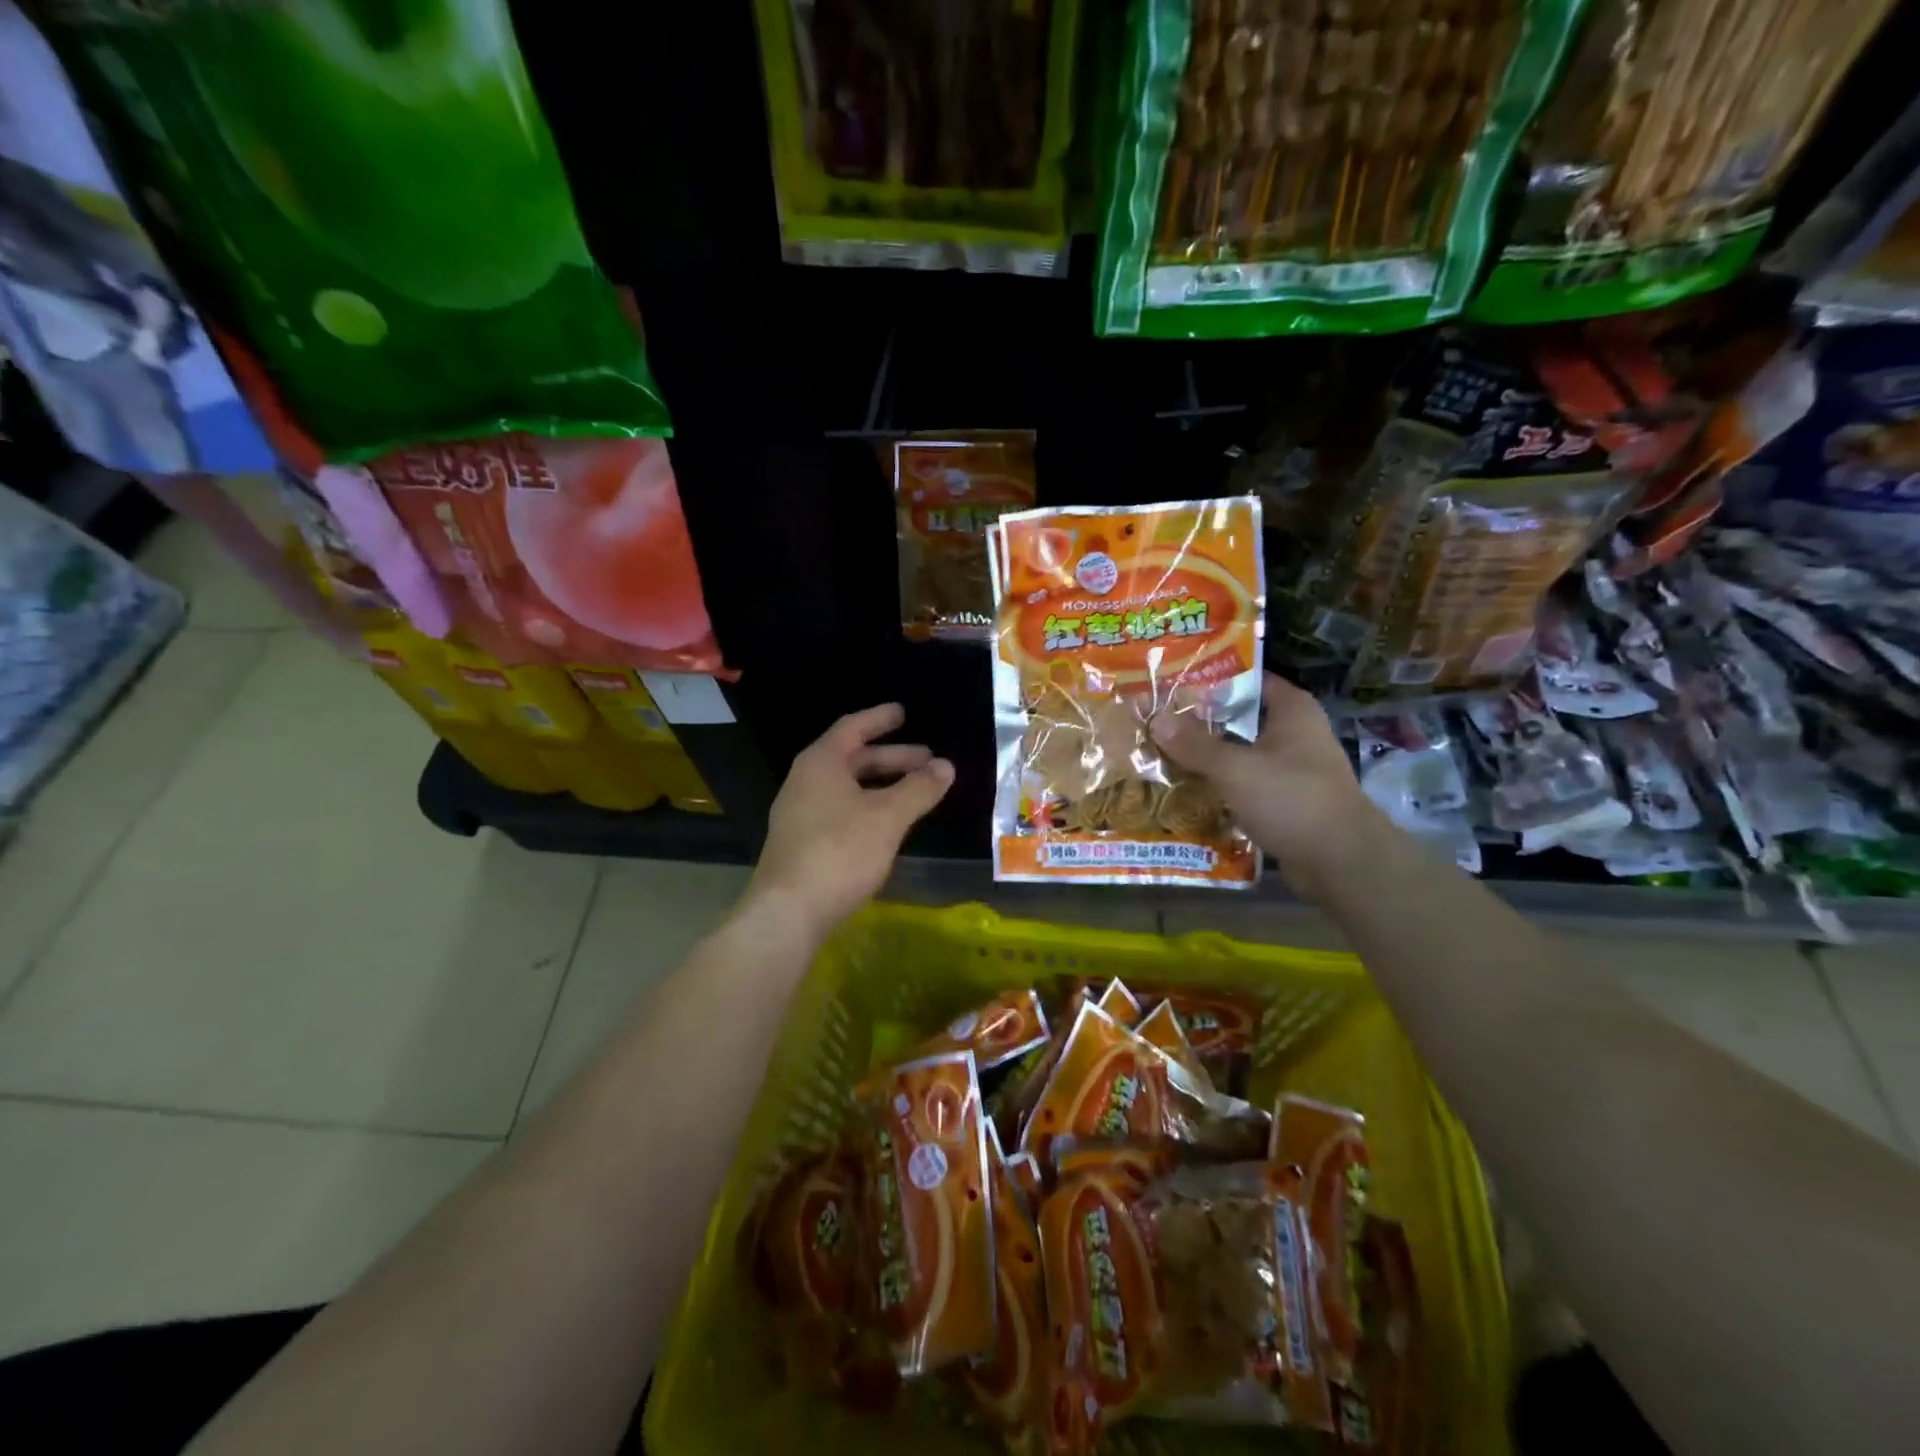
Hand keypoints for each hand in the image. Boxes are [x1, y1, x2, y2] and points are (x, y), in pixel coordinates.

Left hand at [746, 703, 953, 939]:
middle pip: (852, 758)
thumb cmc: (840, 852)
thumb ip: (919, 789)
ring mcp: (800, 814)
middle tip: (927, 761)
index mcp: (820, 763)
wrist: (788, 913)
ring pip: (847, 788)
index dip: (879, 719)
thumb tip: (946, 766)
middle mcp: (805, 781)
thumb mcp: (887, 817)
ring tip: (914, 793)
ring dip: (882, 785)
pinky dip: (867, 807)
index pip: (852, 728)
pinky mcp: (802, 843)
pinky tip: (887, 825)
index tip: (903, 713)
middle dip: (892, 758)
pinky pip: (840, 810)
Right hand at [1151, 673, 1380, 901]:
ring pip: (1241, 754)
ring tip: (1163, 756)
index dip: (1211, 680)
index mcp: (1292, 710)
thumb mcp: (1235, 768)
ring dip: (1208, 758)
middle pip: (1240, 719)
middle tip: (1157, 722)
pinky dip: (1221, 787)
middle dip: (1201, 723)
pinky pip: (1246, 785)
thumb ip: (1194, 744)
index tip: (1172, 685)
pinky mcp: (1287, 801)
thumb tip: (1155, 719)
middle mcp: (1296, 733)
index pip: (1248, 679)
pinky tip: (1188, 792)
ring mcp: (1293, 769)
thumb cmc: (1292, 799)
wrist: (1342, 863)